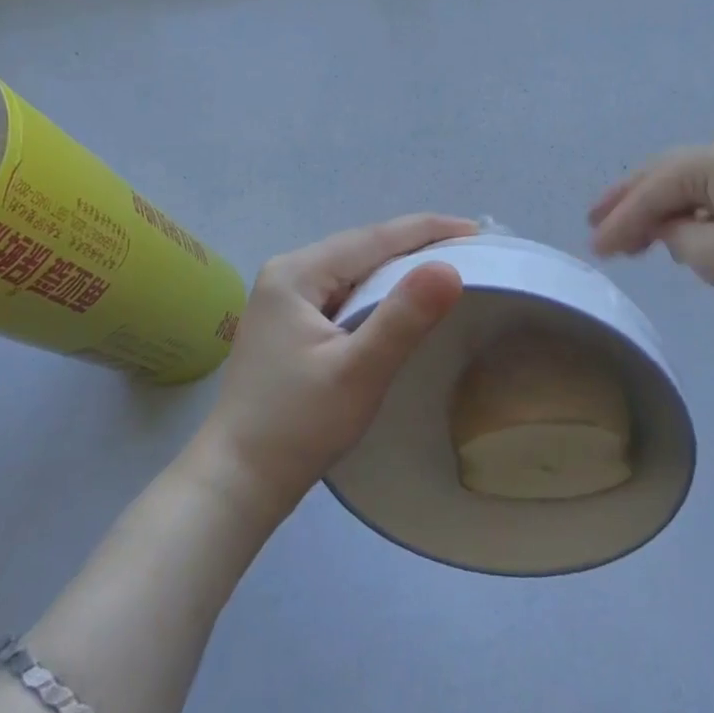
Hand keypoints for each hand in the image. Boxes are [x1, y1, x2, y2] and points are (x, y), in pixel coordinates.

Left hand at [201, 215, 474, 511]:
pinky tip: (400, 300)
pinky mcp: (288, 321)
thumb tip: (449, 267)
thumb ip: (403, 318)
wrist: (236, 482)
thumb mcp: (358, 372)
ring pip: (354, 269)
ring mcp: (284, 297)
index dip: (428, 230)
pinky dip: (377, 290)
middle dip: (416, 245)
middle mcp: (287, 272)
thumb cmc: (296, 427)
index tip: (477, 231)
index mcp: (297, 273)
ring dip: (398, 267)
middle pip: (363, 247)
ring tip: (445, 268)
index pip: (374, 237)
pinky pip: (343, 291)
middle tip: (470, 249)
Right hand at [588, 134, 713, 331]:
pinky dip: (688, 211)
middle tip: (596, 225)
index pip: (649, 191)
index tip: (593, 250)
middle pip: (663, 175)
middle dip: (628, 202)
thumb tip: (668, 225)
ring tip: (630, 234)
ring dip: (657, 207)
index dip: (617, 221)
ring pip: (688, 184)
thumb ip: (673, 235)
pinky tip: (678, 230)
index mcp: (712, 160)